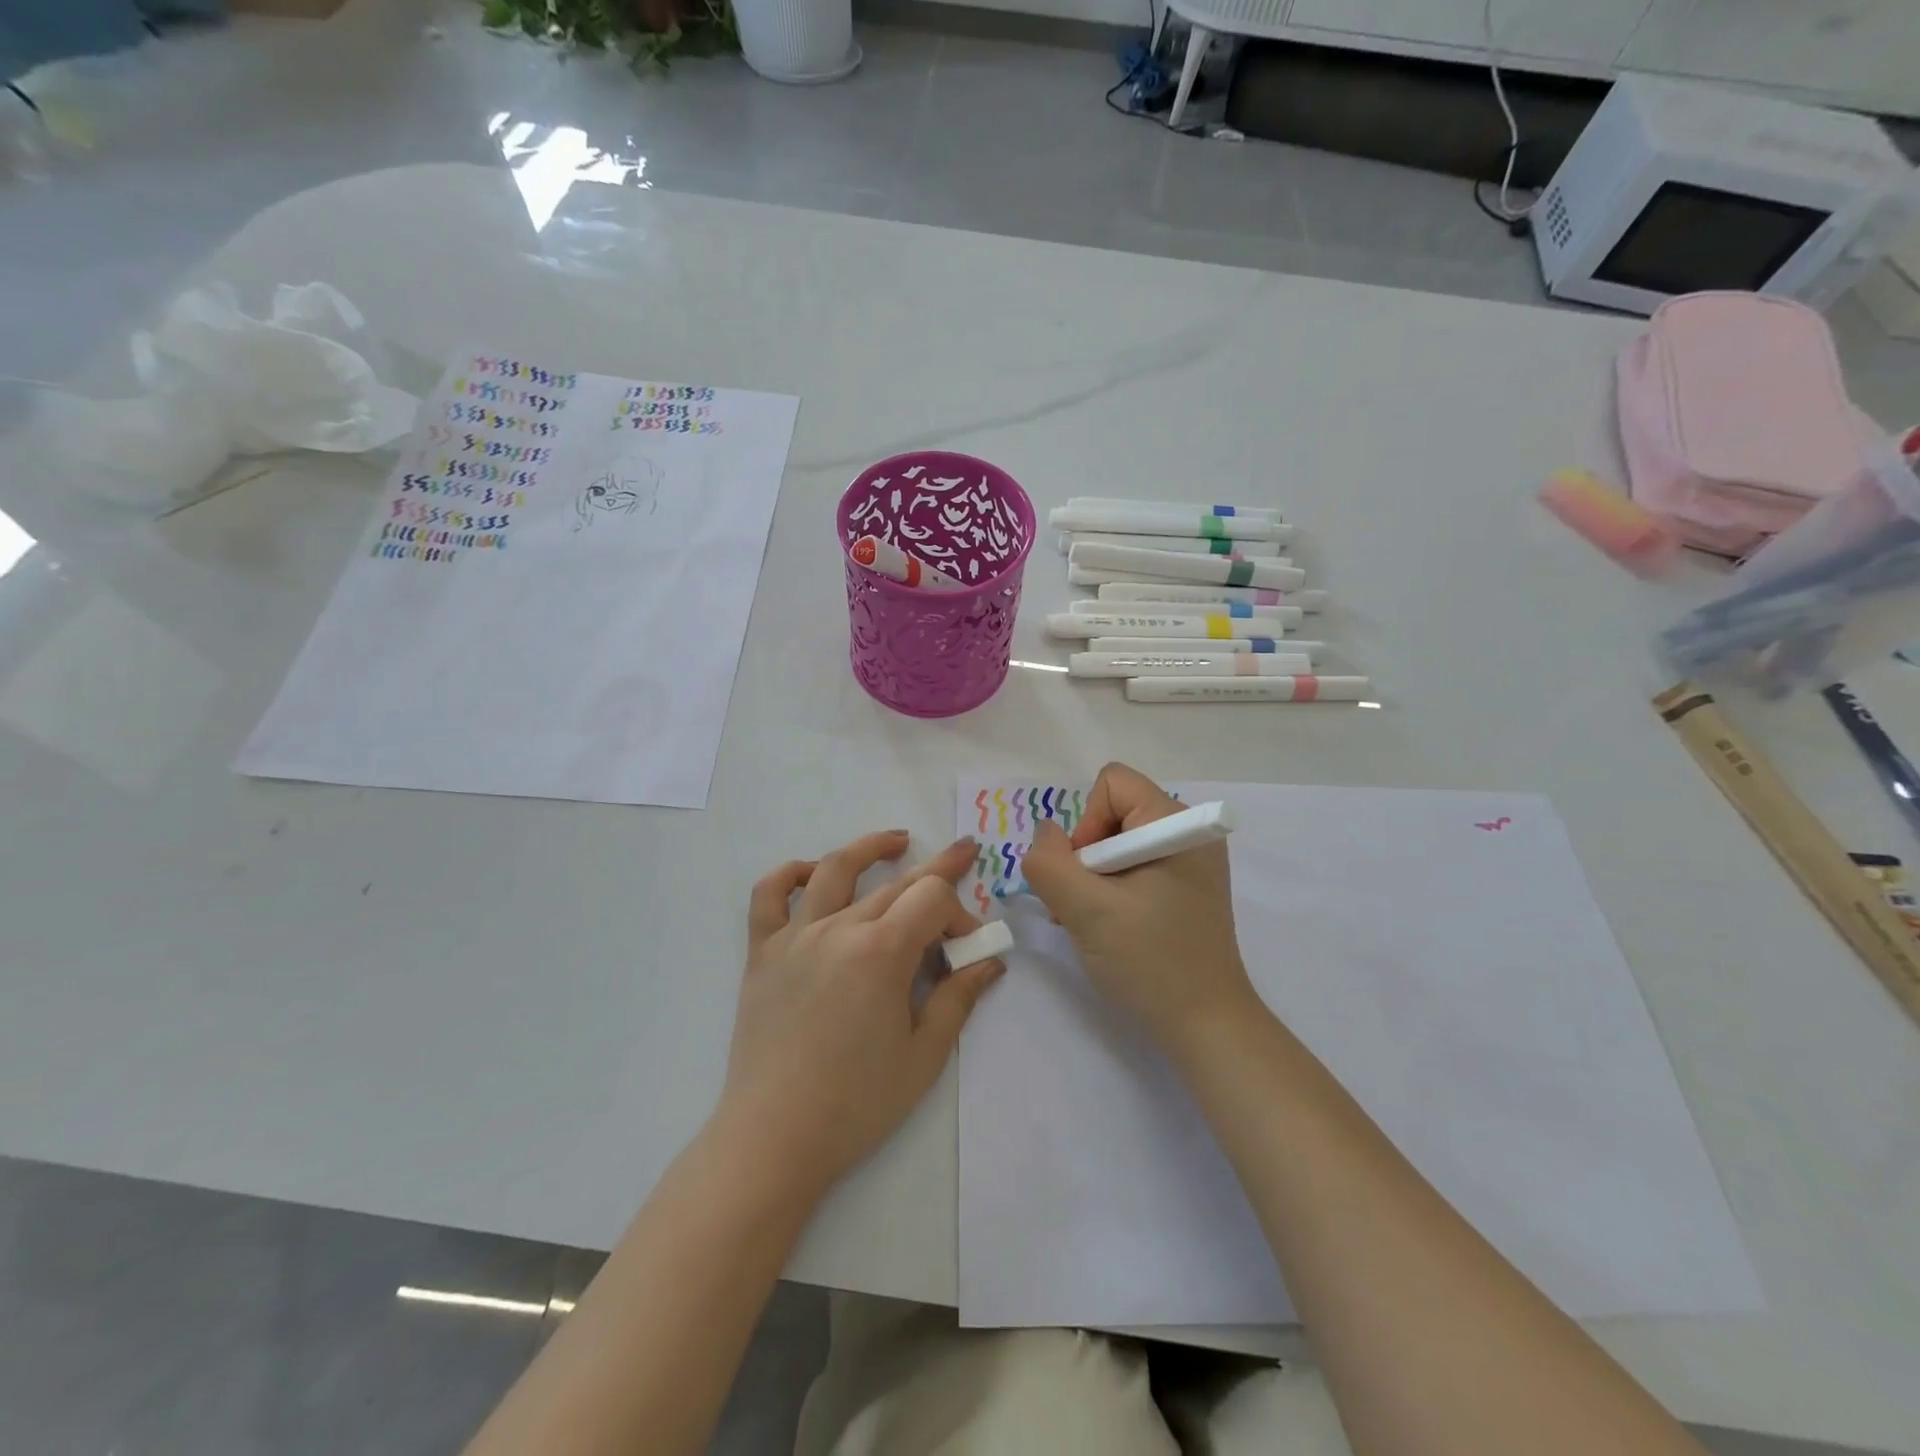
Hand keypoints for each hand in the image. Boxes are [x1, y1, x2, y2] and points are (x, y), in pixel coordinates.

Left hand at [715, 831, 1003, 1194]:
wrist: (774, 1138)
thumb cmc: (857, 1102)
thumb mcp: (923, 1055)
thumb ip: (958, 998)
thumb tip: (990, 961)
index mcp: (881, 951)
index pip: (931, 899)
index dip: (959, 913)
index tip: (967, 946)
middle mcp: (838, 928)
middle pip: (896, 884)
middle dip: (938, 872)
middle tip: (965, 853)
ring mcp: (795, 936)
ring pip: (834, 871)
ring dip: (870, 849)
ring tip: (897, 842)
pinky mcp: (763, 953)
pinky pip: (769, 897)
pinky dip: (790, 874)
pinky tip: (811, 872)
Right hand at [1022, 763, 1258, 1054]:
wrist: (1205, 1025)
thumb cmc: (1150, 961)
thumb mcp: (1086, 910)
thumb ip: (1049, 863)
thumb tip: (1044, 833)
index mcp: (1177, 824)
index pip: (1112, 784)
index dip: (1086, 823)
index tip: (1088, 875)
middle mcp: (1188, 832)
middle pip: (1112, 812)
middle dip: (1086, 855)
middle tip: (1084, 904)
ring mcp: (1189, 861)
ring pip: (1115, 843)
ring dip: (1092, 877)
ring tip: (1093, 921)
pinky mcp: (1184, 887)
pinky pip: (1131, 866)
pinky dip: (1109, 890)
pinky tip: (1109, 926)